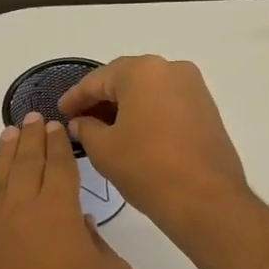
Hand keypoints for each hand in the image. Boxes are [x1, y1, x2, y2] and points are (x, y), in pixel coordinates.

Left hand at [0, 115, 133, 268]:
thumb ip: (101, 242)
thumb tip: (80, 227)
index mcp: (60, 210)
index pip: (60, 165)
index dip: (59, 144)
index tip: (56, 127)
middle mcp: (23, 209)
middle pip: (27, 162)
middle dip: (32, 136)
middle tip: (33, 118)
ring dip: (5, 155)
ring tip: (9, 135)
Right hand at [57, 56, 250, 237]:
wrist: (205, 199)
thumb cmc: (147, 168)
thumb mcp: (104, 149)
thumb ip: (86, 129)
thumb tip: (81, 122)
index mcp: (142, 71)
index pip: (97, 80)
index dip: (75, 98)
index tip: (61, 112)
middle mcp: (171, 69)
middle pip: (126, 80)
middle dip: (101, 100)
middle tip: (80, 122)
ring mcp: (194, 88)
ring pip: (149, 92)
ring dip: (125, 108)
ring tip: (104, 132)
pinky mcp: (207, 110)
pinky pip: (167, 104)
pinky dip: (147, 115)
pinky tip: (133, 136)